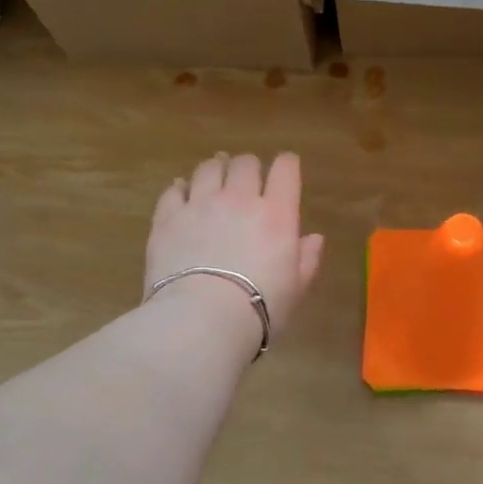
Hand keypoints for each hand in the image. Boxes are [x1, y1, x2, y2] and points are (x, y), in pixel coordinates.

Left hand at [146, 152, 324, 343]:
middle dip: (249, 167)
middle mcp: (239, 199)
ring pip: (208, 169)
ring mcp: (200, 205)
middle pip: (245, 164)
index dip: (287, 164)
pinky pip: (173, 190)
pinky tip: (181, 192)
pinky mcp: (167, 218)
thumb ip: (307, 259)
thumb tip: (314, 238)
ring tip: (215, 179)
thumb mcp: (296, 288)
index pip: (285, 169)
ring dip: (215, 170)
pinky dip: (180, 188)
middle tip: (248, 179)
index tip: (286, 168)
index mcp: (277, 213)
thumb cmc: (260, 308)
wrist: (202, 319)